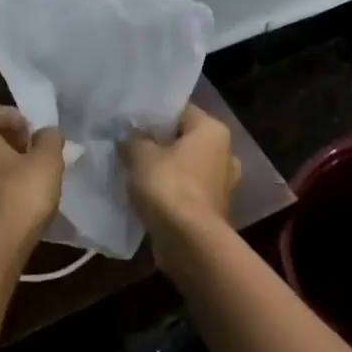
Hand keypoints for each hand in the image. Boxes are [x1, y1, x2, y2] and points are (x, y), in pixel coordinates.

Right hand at [121, 105, 239, 258]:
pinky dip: (168, 190)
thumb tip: (130, 137)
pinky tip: (145, 192)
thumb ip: (133, 139)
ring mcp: (221, 183)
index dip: (153, 113)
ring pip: (184, 165)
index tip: (129, 119)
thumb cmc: (169, 186)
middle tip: (127, 142)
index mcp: (212, 130)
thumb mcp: (140, 154)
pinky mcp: (212, 208)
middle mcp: (224, 153)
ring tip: (132, 168)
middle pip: (183, 139)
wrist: (189, 242)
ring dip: (162, 167)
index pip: (180, 110)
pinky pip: (185, 189)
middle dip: (158, 141)